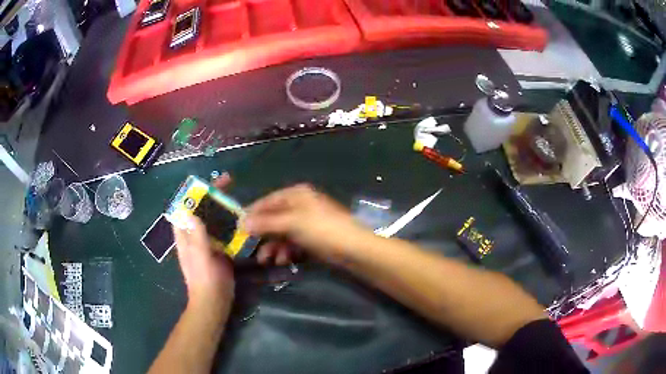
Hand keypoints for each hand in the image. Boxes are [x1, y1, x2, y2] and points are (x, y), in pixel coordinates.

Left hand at [173, 173, 234, 306]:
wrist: (214, 302)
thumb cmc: (205, 280)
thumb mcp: (200, 257)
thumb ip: (196, 235)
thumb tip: (189, 209)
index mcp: (185, 234)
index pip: (186, 206)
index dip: (195, 192)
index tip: (210, 182)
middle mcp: (194, 235)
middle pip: (200, 209)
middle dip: (211, 194)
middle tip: (229, 183)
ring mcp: (206, 242)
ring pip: (212, 219)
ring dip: (221, 207)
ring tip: (236, 198)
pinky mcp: (217, 249)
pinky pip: (222, 231)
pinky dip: (229, 222)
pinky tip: (241, 220)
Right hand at [242, 184, 371, 264]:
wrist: (353, 249)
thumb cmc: (322, 230)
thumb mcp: (291, 223)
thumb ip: (265, 222)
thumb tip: (241, 222)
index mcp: (296, 194)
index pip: (267, 201)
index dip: (252, 214)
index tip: (238, 229)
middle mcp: (301, 205)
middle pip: (274, 219)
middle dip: (263, 236)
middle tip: (253, 251)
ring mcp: (308, 223)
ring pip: (282, 233)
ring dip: (274, 246)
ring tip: (269, 260)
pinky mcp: (313, 238)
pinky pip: (293, 243)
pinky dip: (286, 251)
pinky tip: (284, 260)